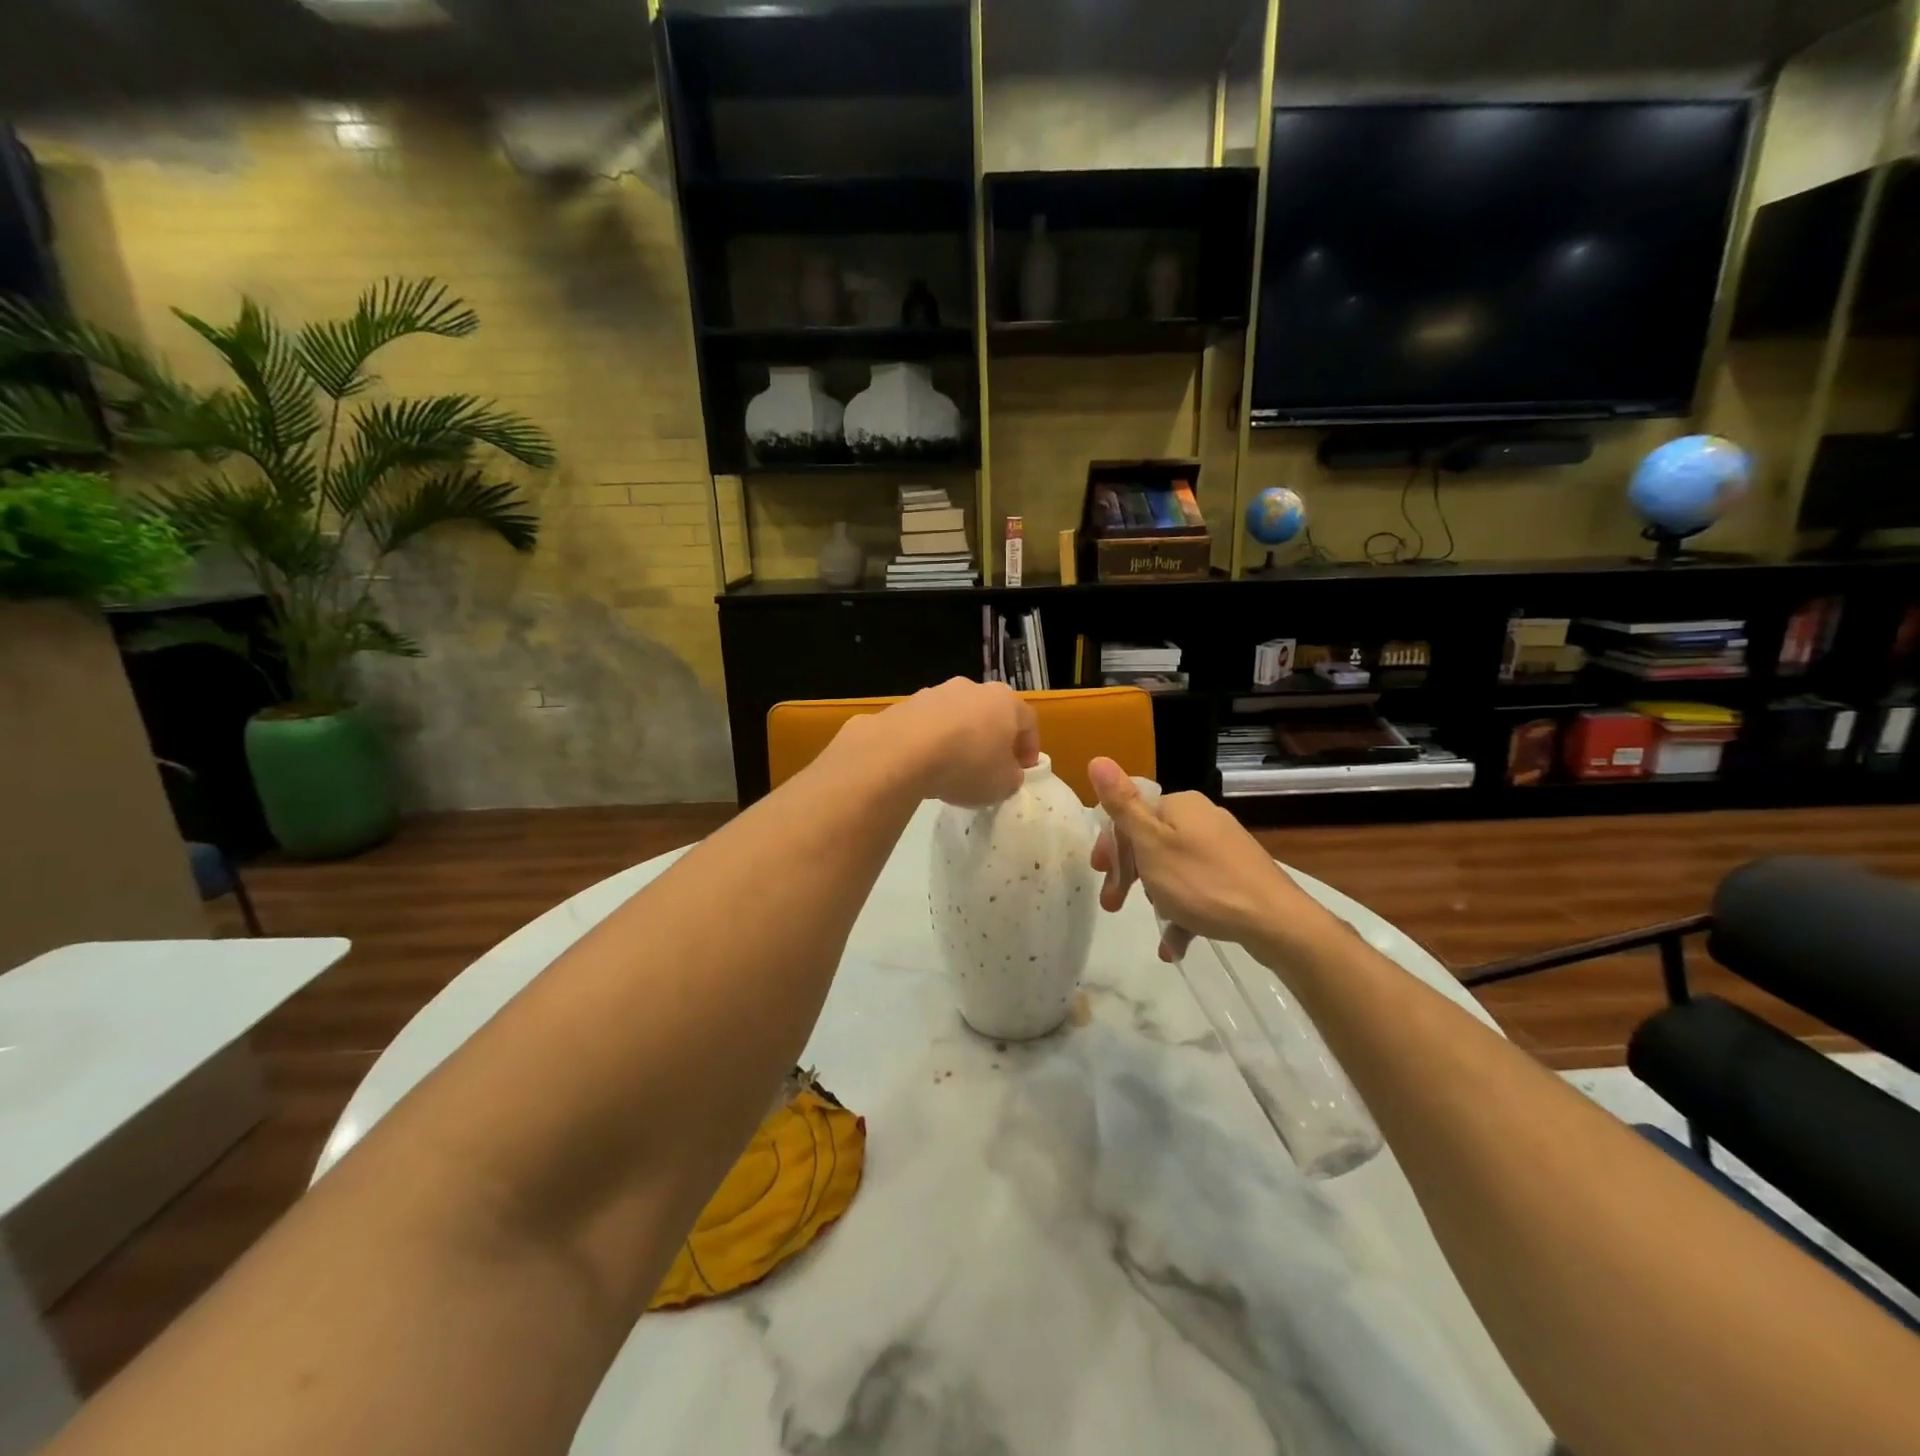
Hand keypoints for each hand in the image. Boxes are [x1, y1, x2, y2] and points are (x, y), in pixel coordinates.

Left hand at [852, 678, 1038, 806]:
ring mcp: (936, 692)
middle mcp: (972, 688)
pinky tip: (925, 764)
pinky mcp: (906, 704)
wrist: (903, 751)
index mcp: (1004, 701)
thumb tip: (1007, 773)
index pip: (1027, 720)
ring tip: (953, 767)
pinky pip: (927, 725)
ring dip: (959, 737)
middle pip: (989, 713)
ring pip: (956, 716)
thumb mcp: (1002, 784)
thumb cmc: (967, 765)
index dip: (1029, 746)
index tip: (1024, 770)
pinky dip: (931, 741)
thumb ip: (1011, 777)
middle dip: (992, 738)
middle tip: (990, 765)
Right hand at [1087, 756, 1337, 962]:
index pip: (1131, 815)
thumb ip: (1123, 805)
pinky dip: (1183, 914)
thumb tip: (1098, 759)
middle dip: (1129, 875)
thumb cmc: (1202, 881)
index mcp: (1179, 805)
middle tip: (1113, 904)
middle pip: (1151, 843)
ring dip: (1156, 897)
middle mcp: (1202, 819)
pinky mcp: (1238, 876)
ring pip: (1173, 869)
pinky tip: (1174, 946)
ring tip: (1153, 925)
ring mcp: (1223, 848)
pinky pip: (1198, 890)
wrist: (1275, 921)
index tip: (1100, 874)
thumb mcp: (1151, 844)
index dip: (1111, 845)